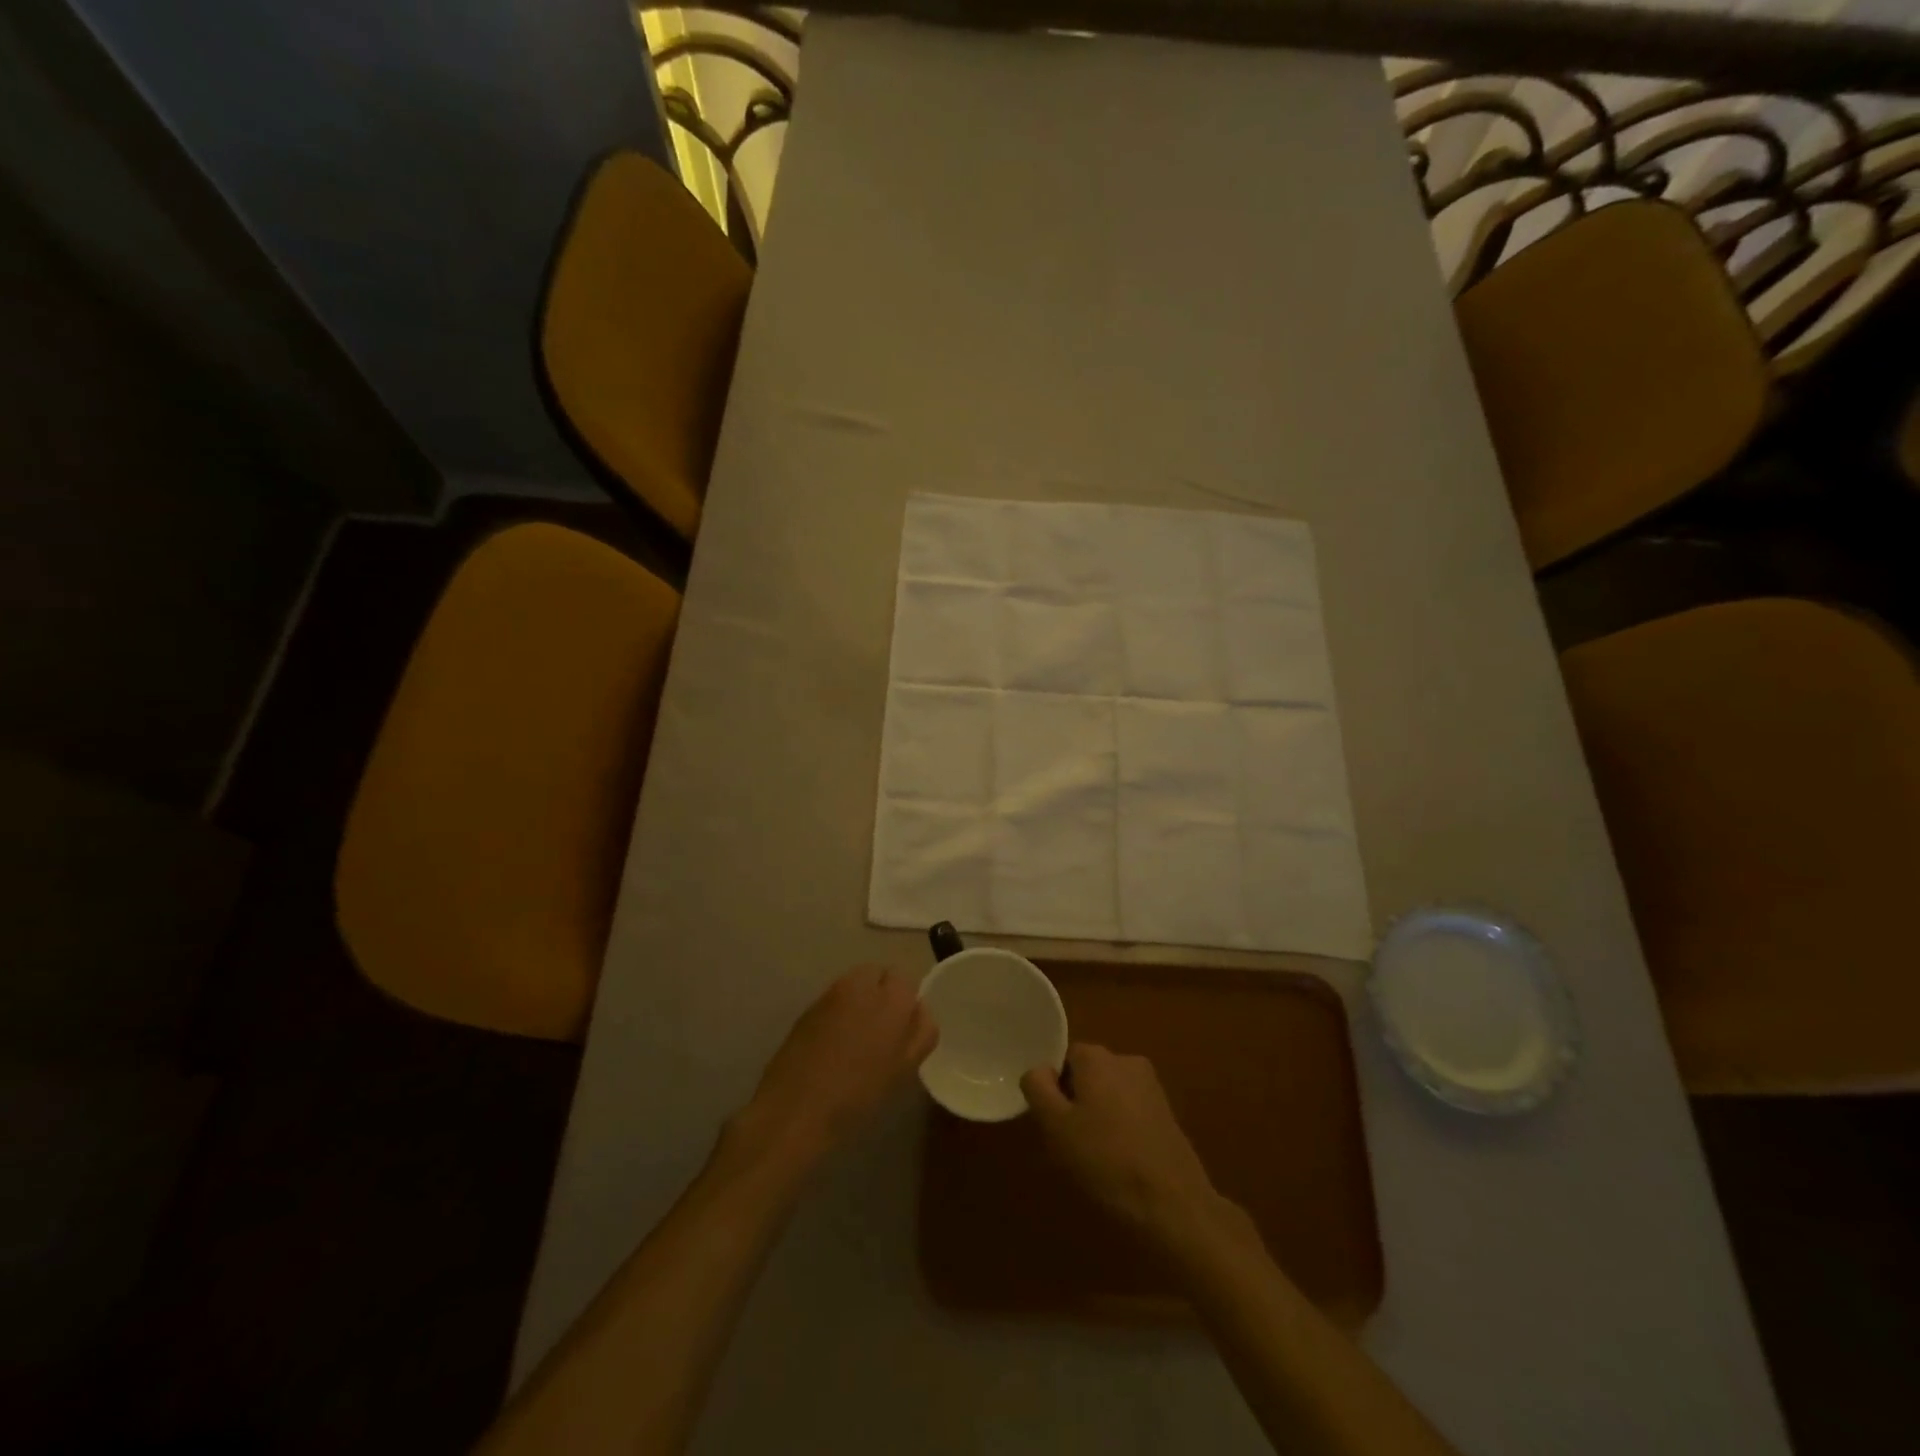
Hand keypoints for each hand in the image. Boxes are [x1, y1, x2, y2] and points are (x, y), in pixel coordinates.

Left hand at [734, 967, 936, 1165]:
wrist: (796, 1108)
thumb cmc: (859, 1093)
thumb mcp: (904, 1068)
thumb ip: (921, 1032)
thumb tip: (919, 1011)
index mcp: (892, 998)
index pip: (907, 981)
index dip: (907, 1004)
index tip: (903, 1030)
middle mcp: (861, 985)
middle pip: (879, 974)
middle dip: (883, 993)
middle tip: (882, 1030)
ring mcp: (830, 994)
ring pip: (854, 985)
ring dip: (860, 1001)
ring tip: (857, 1039)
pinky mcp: (807, 1008)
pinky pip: (833, 1001)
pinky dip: (838, 1013)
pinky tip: (834, 1045)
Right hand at [1021, 1044, 1233, 1245]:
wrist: (1173, 1204)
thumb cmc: (1106, 1160)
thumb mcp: (1056, 1126)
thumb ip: (1038, 1088)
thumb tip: (1039, 1070)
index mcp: (1097, 1057)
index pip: (1063, 1059)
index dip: (1053, 1090)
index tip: (1054, 1123)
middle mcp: (1126, 1060)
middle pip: (1087, 1075)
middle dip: (1076, 1103)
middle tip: (1070, 1144)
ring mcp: (1151, 1087)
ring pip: (1109, 1095)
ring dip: (1099, 1118)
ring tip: (1096, 1159)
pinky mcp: (1167, 1114)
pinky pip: (1131, 1112)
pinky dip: (1121, 1131)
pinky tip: (1121, 1164)